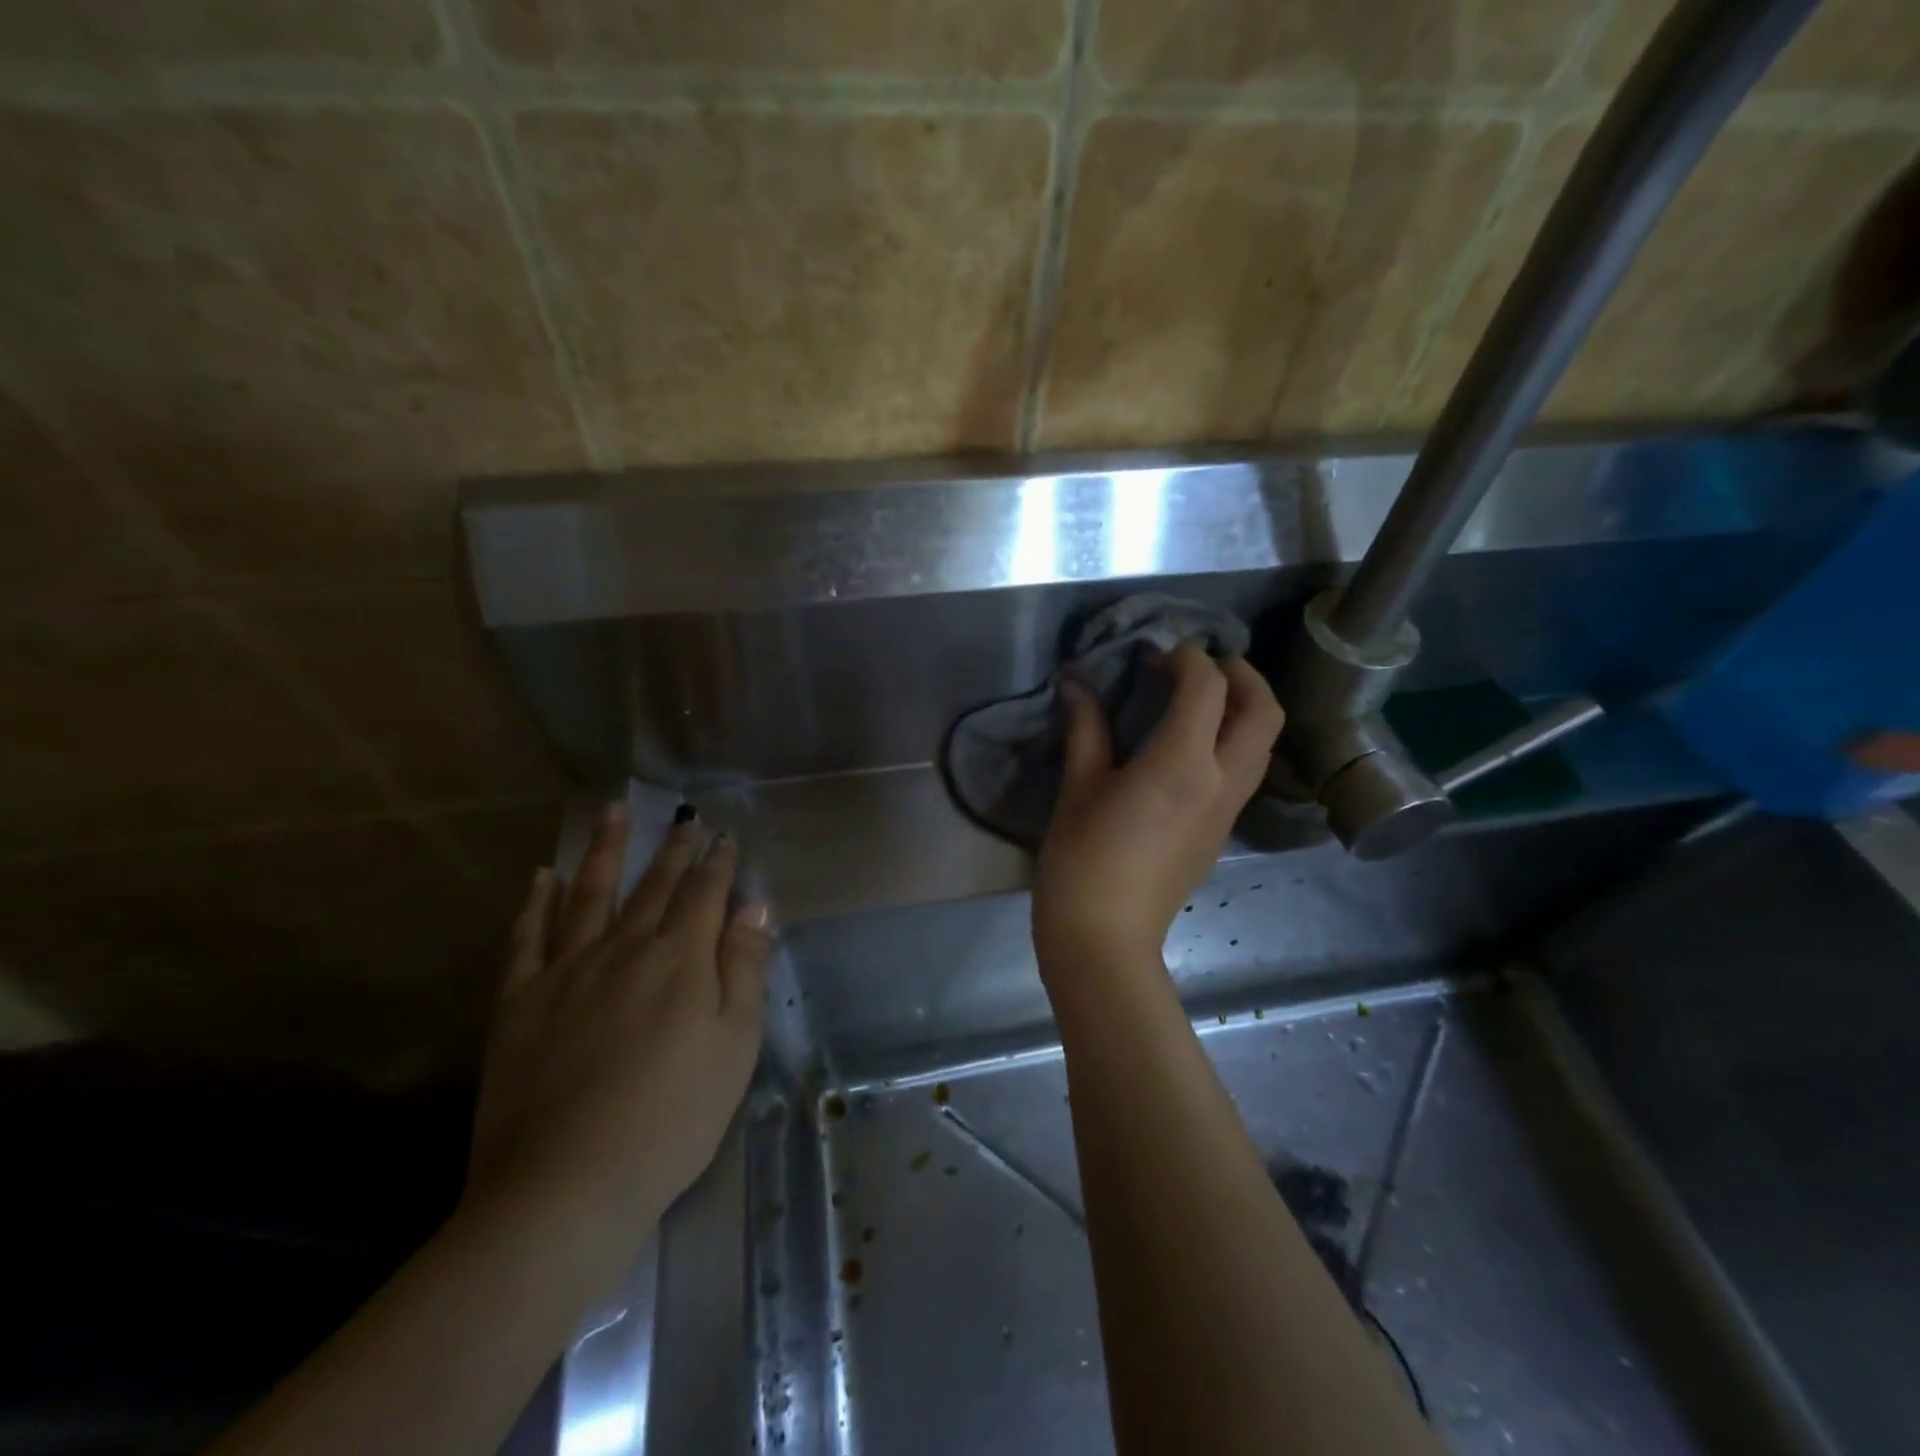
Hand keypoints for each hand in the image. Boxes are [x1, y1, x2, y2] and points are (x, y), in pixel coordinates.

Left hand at [464, 807, 771, 1244]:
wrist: (565, 1185)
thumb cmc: (672, 1118)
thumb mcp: (735, 1044)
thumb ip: (745, 967)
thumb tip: (755, 905)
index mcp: (680, 959)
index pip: (705, 894)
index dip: (718, 863)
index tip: (724, 837)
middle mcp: (624, 948)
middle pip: (653, 886)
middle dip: (673, 849)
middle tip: (683, 818)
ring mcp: (567, 970)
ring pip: (590, 894)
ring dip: (605, 850)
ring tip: (612, 812)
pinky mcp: (520, 1001)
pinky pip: (528, 937)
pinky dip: (537, 903)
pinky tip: (542, 877)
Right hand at [1033, 646, 1283, 973]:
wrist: (1105, 938)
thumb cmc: (1082, 859)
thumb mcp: (1079, 787)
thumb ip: (1085, 728)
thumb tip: (1076, 684)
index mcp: (1183, 763)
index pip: (1207, 687)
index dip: (1185, 659)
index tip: (1153, 654)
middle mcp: (1221, 781)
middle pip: (1264, 711)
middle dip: (1241, 675)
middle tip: (1202, 665)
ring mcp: (1228, 810)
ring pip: (1264, 744)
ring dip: (1245, 709)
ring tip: (1202, 699)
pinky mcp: (1221, 832)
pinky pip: (1246, 771)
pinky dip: (1234, 741)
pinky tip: (1192, 746)